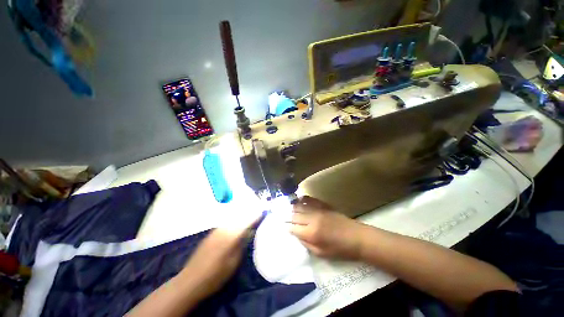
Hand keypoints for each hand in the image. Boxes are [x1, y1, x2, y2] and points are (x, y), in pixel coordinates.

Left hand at [179, 212, 264, 299]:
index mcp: (231, 236)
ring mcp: (216, 230)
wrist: (190, 281)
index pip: (247, 221)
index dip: (256, 215)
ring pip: (233, 218)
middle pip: (240, 216)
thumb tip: (250, 231)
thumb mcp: (233, 263)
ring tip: (251, 216)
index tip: (264, 211)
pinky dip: (235, 220)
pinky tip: (238, 223)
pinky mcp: (212, 233)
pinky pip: (227, 223)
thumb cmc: (215, 276)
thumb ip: (242, 244)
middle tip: (259, 212)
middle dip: (250, 213)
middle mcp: (224, 229)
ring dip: (243, 216)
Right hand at [289, 196, 365, 260]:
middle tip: (284, 217)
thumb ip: (306, 244)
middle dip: (288, 217)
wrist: (356, 237)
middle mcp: (312, 219)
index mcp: (311, 233)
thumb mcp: (321, 253)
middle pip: (294, 215)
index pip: (293, 228)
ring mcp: (318, 210)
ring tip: (289, 209)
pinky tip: (299, 199)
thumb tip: (297, 235)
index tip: (285, 227)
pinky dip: (303, 199)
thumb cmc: (340, 249)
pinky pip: (310, 199)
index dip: (287, 228)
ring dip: (293, 207)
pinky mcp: (323, 205)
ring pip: (300, 206)